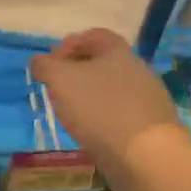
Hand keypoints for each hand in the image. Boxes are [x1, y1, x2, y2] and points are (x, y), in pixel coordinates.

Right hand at [31, 29, 185, 185]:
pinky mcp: (151, 126)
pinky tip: (93, 132)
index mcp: (118, 51)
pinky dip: (104, 118)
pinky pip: (121, 113)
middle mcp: (137, 69)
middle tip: (58, 88)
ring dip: (91, 96)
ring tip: (72, 113)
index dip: (70, 44)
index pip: (94, 35)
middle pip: (104, 62)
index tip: (52, 62)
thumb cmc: (100, 108)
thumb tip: (39, 61)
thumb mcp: (61, 80)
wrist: (146, 155)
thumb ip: (45, 66)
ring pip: (113, 89)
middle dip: (78, 72)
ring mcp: (148, 98)